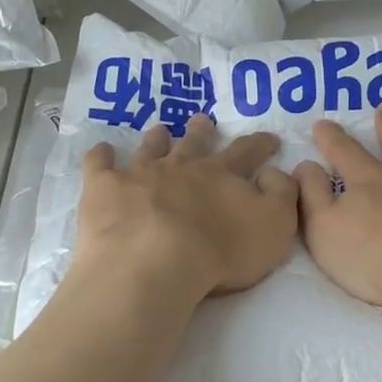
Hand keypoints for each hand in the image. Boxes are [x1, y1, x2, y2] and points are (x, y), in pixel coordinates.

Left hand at [75, 115, 298, 301]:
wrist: (155, 262)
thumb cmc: (221, 250)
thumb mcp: (274, 225)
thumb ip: (281, 195)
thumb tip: (274, 173)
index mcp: (221, 175)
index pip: (246, 152)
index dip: (259, 145)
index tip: (269, 139)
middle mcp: (181, 167)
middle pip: (194, 143)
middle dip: (201, 131)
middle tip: (202, 120)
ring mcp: (139, 174)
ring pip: (150, 149)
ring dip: (156, 138)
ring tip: (159, 129)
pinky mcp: (105, 189)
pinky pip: (100, 165)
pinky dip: (101, 156)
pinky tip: (101, 150)